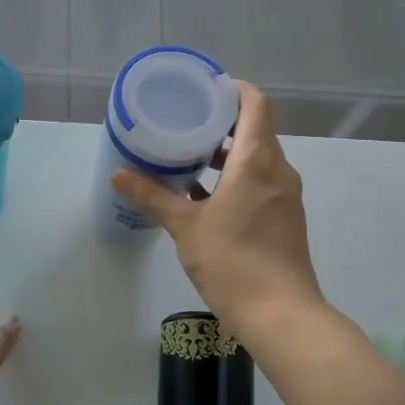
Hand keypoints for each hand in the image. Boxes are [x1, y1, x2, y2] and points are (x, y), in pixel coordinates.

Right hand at [111, 81, 326, 345]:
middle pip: (256, 129)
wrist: (280, 314)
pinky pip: (261, 181)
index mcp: (256, 161)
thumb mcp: (185, 226)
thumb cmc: (232, 261)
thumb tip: (119, 175)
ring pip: (257, 158)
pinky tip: (204, 195)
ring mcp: (285, 195)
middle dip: (222, 122)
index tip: (204, 90)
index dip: (233, 90)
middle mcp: (277, 170)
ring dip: (227, 153)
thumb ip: (153, 196)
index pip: (256, 105)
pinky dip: (236, 177)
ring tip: (189, 156)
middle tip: (185, 121)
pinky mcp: (285, 217)